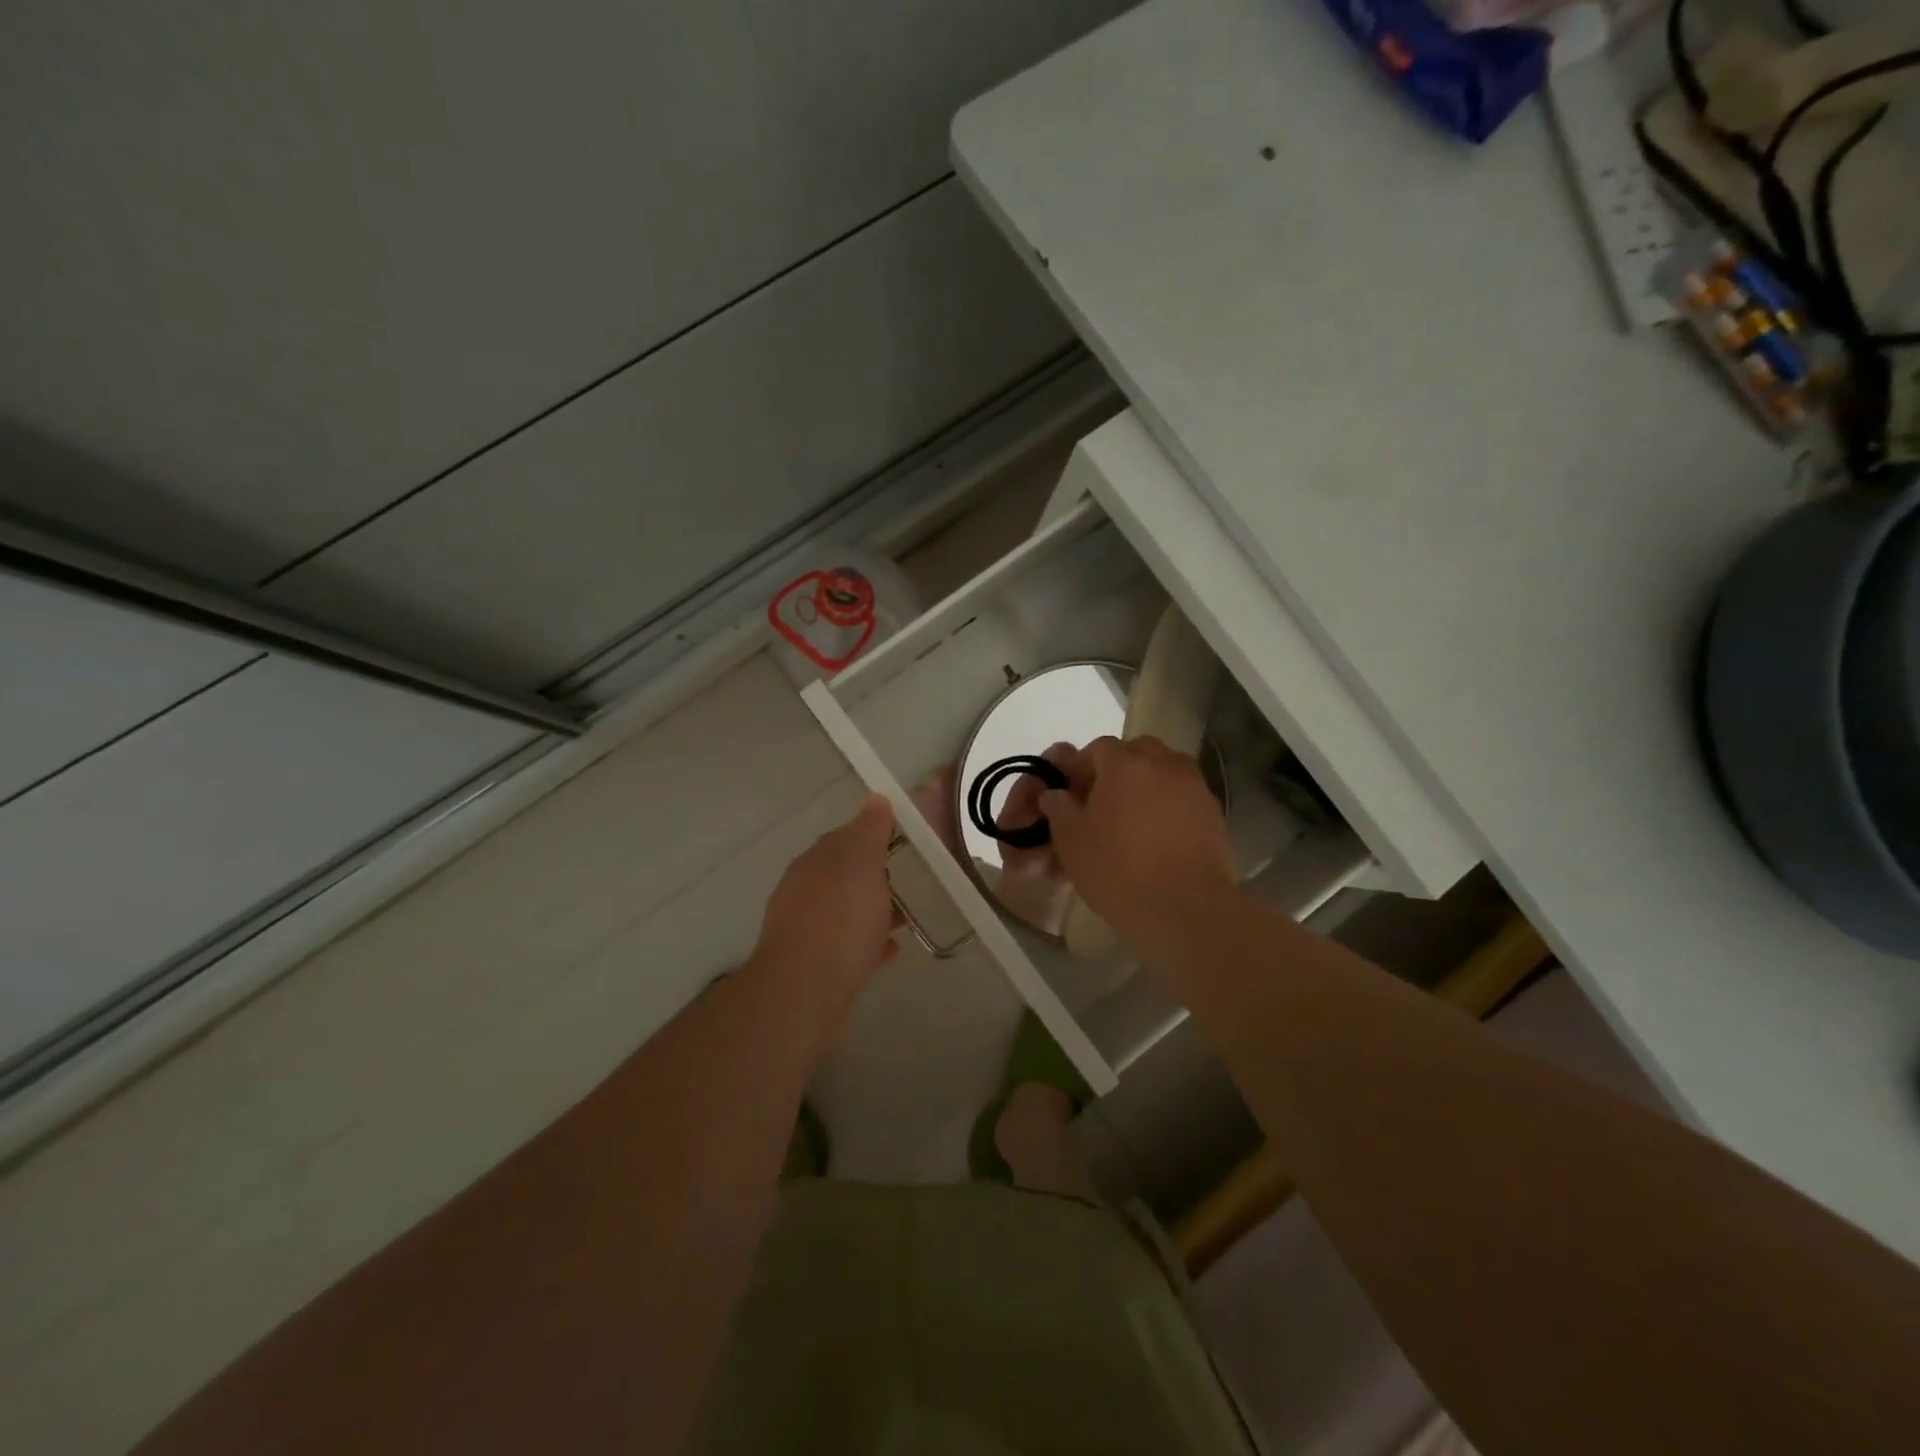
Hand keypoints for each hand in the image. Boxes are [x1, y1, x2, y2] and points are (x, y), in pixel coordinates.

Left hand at [747, 795, 898, 1044]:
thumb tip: (876, 799)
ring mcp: (806, 929)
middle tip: (907, 881)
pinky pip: (847, 945)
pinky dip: (868, 942)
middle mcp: (804, 890)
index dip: (874, 836)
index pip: (845, 837)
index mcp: (814, 861)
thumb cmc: (839, 919)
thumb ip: (870, 830)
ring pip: (845, 911)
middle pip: (844, 875)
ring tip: (904, 919)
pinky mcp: (815, 965)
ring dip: (872, 910)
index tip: (903, 842)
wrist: (805, 992)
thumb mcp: (862, 863)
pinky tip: (888, 951)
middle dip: (874, 875)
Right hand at [1037, 736, 1236, 956]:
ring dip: (1148, 784)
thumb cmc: (1118, 870)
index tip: (1072, 792)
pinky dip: (1170, 805)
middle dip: (1118, 769)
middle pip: (1137, 752)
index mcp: (1124, 763)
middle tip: (1103, 803)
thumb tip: (1055, 793)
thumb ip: (1059, 809)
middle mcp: (1163, 763)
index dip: (1081, 766)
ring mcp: (1194, 786)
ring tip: (1134, 819)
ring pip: (1165, 771)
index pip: (1098, 747)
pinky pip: (1184, 796)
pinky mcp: (1214, 812)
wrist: (1185, 907)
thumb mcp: (1072, 841)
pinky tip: (1160, 836)